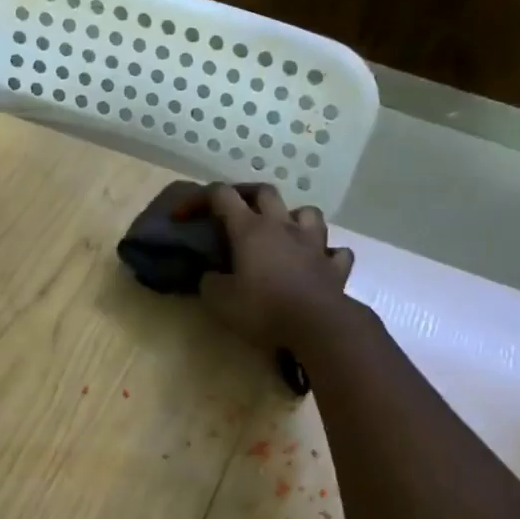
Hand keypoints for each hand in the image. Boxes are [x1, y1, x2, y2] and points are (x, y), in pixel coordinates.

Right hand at [192, 183, 354, 348]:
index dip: (198, 199)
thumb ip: (210, 282)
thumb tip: (211, 276)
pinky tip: (319, 262)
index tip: (183, 216)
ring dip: (293, 217)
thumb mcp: (220, 300)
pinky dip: (327, 254)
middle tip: (235, 211)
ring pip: (308, 212)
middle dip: (246, 195)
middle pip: (265, 192)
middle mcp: (283, 227)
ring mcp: (314, 244)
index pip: (221, 196)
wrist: (317, 325)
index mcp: (250, 229)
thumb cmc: (263, 308)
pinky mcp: (335, 266)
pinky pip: (336, 252)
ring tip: (284, 231)